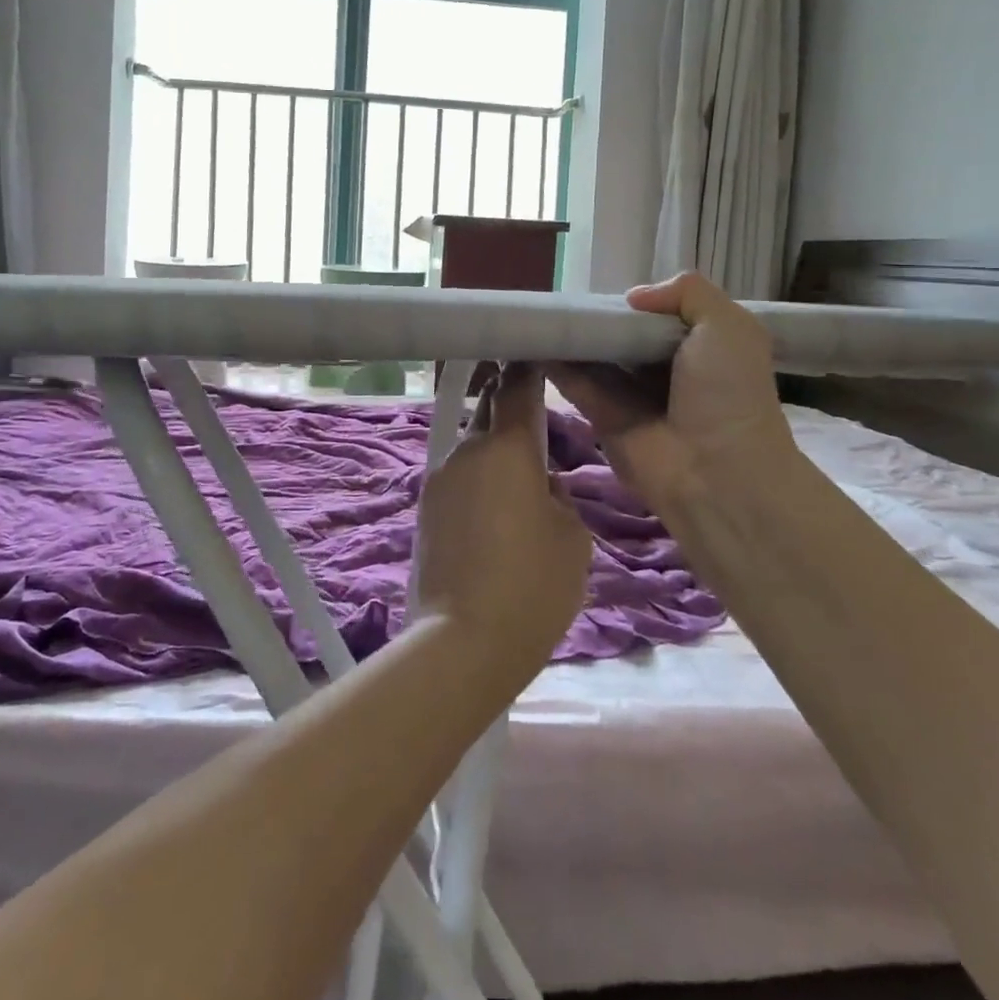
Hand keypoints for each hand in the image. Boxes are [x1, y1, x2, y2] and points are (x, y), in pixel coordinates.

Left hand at [411, 363, 592, 678]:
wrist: (462, 643)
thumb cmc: (532, 586)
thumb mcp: (572, 538)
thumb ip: (560, 497)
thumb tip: (541, 486)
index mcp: (507, 448)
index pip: (517, 388)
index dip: (528, 369)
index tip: (537, 356)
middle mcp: (466, 451)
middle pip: (490, 414)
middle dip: (511, 411)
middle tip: (538, 427)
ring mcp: (439, 479)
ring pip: (474, 450)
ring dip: (495, 455)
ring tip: (521, 489)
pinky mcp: (425, 509)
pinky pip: (460, 480)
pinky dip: (479, 484)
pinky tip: (495, 518)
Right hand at [550, 273, 797, 516]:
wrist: (716, 473)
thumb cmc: (728, 394)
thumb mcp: (729, 327)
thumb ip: (689, 293)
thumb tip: (633, 297)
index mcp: (699, 346)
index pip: (657, 316)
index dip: (632, 303)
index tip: (603, 287)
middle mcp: (664, 369)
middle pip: (622, 335)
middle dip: (597, 318)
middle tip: (561, 296)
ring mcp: (632, 396)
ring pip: (595, 358)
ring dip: (571, 338)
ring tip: (539, 312)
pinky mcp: (603, 418)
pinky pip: (576, 385)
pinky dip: (555, 364)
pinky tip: (534, 340)